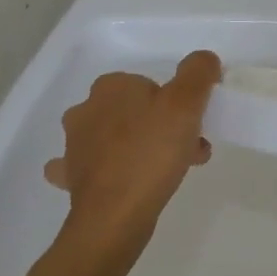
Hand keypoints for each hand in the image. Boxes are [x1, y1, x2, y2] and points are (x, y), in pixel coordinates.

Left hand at [44, 50, 220, 275]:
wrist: (114, 215)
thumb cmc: (152, 153)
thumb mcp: (186, 104)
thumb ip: (198, 73)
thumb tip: (204, 60)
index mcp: (112, 87)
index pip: (151, 85)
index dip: (176, 103)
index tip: (193, 126)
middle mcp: (87, 109)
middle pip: (135, 110)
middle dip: (162, 126)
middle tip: (188, 150)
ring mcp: (74, 145)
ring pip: (116, 137)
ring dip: (141, 147)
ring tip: (169, 170)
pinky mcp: (72, 177)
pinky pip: (92, 165)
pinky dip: (108, 168)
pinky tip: (122, 179)